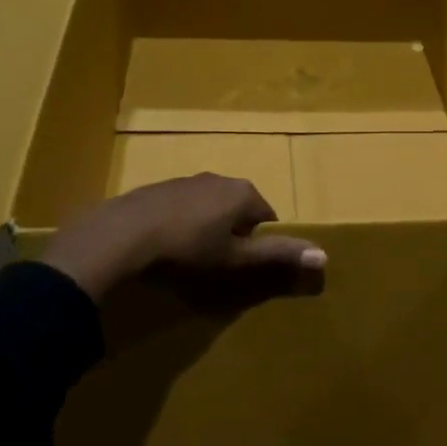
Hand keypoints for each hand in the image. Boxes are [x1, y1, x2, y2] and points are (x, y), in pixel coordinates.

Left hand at [41, 175, 324, 301]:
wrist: (122, 236)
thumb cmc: (188, 250)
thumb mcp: (236, 260)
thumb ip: (278, 256)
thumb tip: (324, 255)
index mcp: (243, 193)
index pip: (268, 217)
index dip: (260, 244)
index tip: (244, 266)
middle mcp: (218, 178)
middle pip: (239, 209)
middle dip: (234, 233)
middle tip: (218, 264)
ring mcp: (186, 181)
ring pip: (209, 207)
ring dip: (207, 227)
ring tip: (191, 258)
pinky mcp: (157, 188)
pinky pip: (181, 207)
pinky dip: (180, 224)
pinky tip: (166, 246)